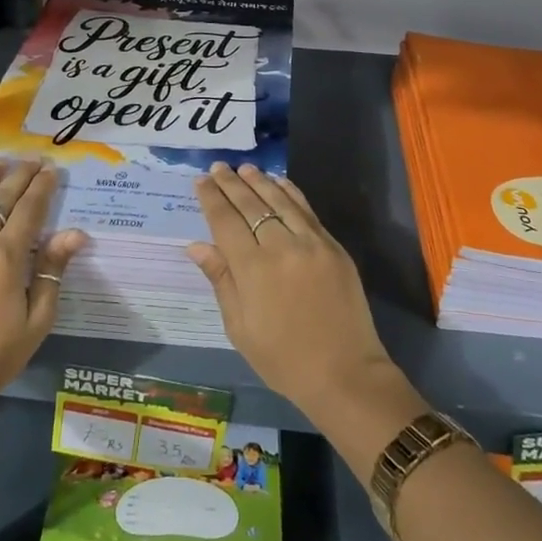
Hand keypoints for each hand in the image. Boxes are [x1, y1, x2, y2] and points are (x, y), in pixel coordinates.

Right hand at [188, 162, 399, 421]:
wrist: (344, 373)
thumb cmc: (283, 359)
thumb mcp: (240, 328)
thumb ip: (221, 280)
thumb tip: (197, 245)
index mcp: (253, 269)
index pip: (225, 221)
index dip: (211, 198)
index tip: (201, 180)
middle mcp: (281, 247)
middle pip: (251, 205)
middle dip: (232, 184)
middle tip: (218, 167)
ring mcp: (311, 243)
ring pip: (280, 201)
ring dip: (260, 182)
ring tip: (245, 168)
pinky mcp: (333, 246)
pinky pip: (307, 211)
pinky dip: (291, 193)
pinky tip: (280, 183)